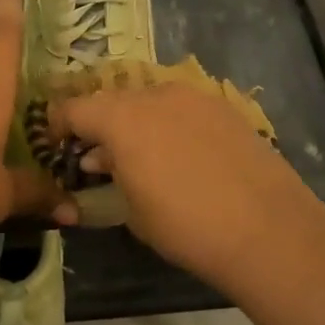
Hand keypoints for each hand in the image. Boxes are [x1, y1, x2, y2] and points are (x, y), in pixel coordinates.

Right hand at [48, 83, 323, 280]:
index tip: (57, 145)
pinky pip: (182, 108)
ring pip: (149, 101)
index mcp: (121, 118)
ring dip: (136, 123)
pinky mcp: (224, 107)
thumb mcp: (131, 211)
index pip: (74, 108)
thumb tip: (99, 161)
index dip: (58, 124)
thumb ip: (108, 176)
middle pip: (112, 101)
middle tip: (100, 158)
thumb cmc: (186, 226)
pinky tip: (183, 156)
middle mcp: (154, 95)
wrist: (267, 229)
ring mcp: (193, 96)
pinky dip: (170, 124)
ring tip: (143, 158)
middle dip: (99, 126)